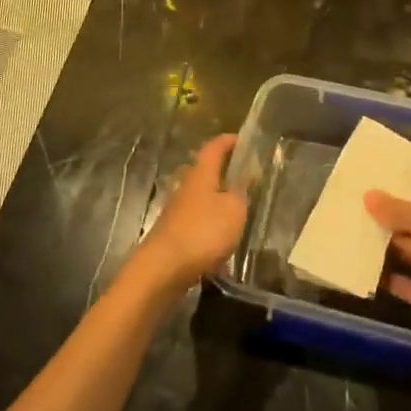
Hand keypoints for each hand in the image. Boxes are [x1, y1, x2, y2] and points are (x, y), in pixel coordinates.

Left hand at [133, 134, 248, 293]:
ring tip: (239, 207)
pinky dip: (210, 220)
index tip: (246, 141)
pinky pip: (196, 218)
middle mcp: (186, 186)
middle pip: (205, 170)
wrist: (162, 269)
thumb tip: (246, 173)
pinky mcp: (173, 233)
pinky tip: (223, 235)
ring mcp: (177, 210)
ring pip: (201, 195)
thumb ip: (241, 191)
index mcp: (201, 173)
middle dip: (224, 170)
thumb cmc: (203, 232)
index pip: (215, 147)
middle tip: (247, 176)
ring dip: (218, 197)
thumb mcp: (233, 210)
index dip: (230, 141)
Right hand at [365, 186, 410, 356]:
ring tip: (354, 238)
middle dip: (390, 221)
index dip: (403, 190)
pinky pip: (409, 284)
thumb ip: (397, 208)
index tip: (372, 187)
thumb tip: (369, 195)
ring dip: (388, 249)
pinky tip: (366, 272)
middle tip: (355, 212)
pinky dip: (391, 280)